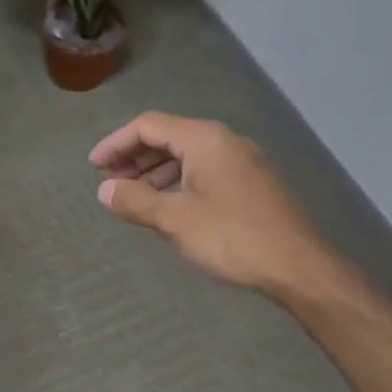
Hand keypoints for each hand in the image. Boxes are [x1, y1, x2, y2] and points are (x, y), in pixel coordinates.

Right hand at [90, 113, 333, 301]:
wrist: (297, 266)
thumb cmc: (232, 237)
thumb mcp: (175, 220)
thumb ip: (136, 201)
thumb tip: (104, 190)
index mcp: (204, 139)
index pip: (149, 126)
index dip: (116, 143)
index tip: (94, 167)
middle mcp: (224, 141)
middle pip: (168, 136)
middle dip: (134, 157)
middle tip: (110, 182)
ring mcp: (241, 162)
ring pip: (187, 155)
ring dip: (155, 172)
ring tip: (133, 197)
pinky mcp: (250, 184)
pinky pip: (204, 171)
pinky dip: (177, 182)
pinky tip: (167, 206)